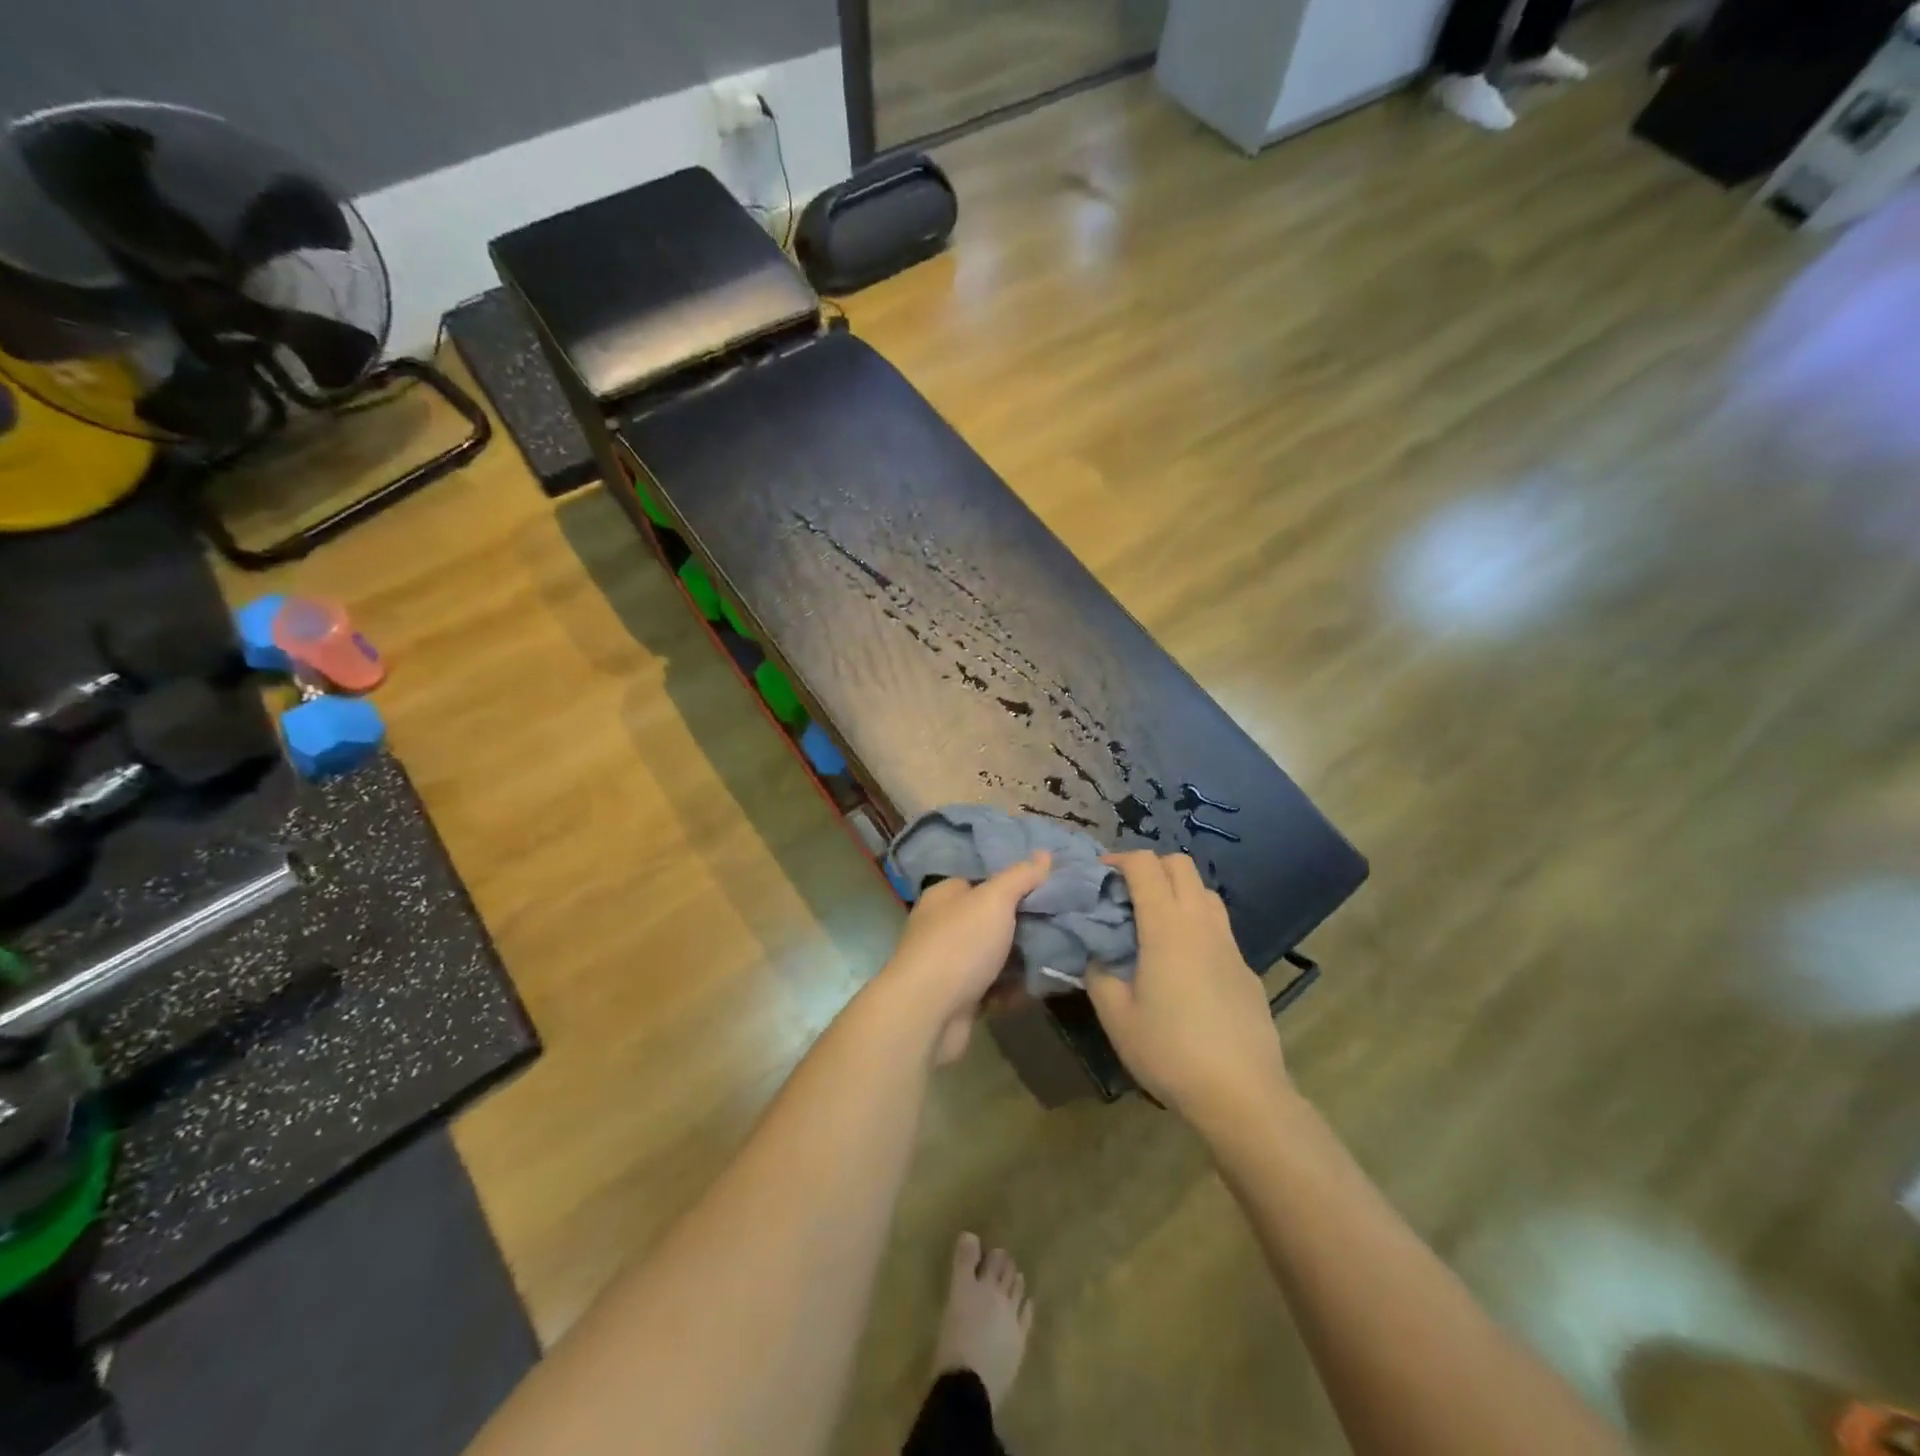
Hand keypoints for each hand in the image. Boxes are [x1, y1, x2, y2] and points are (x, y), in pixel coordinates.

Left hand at [880, 851, 1051, 1064]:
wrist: (927, 1013)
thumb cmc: (959, 945)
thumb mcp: (994, 900)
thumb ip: (1020, 877)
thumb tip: (1045, 853)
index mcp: (946, 896)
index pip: (983, 881)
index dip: (1015, 883)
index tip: (1050, 887)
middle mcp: (944, 926)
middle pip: (991, 919)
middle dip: (1024, 923)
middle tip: (1063, 922)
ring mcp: (951, 964)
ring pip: (995, 956)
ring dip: (1023, 958)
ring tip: (1062, 953)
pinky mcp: (960, 998)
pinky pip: (995, 987)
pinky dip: (1015, 988)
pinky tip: (1043, 984)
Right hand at [1085, 851, 1290, 1126]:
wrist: (1242, 1094)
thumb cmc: (1170, 1051)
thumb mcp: (1117, 1017)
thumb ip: (1099, 976)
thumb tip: (1097, 956)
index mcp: (1167, 927)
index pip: (1145, 865)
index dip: (1119, 859)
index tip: (1099, 874)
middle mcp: (1201, 923)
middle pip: (1180, 865)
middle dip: (1150, 866)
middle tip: (1126, 892)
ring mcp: (1229, 944)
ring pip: (1205, 891)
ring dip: (1177, 890)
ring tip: (1154, 921)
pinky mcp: (1246, 968)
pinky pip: (1218, 926)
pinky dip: (1196, 922)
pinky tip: (1183, 962)